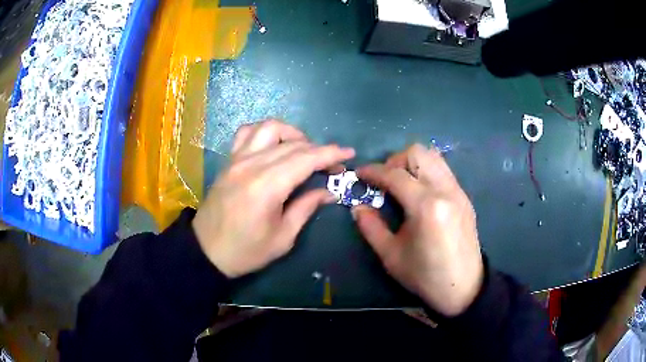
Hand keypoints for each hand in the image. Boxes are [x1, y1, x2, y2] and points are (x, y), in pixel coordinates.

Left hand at [192, 120, 354, 277]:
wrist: (206, 250)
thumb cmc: (246, 251)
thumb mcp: (283, 237)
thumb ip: (306, 207)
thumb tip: (328, 191)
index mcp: (267, 186)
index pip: (306, 158)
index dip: (331, 154)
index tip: (349, 154)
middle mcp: (252, 165)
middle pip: (293, 144)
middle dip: (319, 150)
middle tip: (332, 166)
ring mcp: (237, 159)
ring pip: (270, 128)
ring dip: (293, 134)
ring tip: (303, 151)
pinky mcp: (229, 160)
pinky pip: (247, 132)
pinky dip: (265, 132)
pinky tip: (273, 145)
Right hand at [352, 144, 483, 315]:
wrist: (463, 287)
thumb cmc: (425, 275)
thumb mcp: (391, 255)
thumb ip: (371, 227)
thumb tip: (357, 207)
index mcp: (425, 206)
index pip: (395, 175)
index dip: (373, 171)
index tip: (360, 174)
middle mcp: (445, 190)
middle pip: (418, 153)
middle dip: (395, 161)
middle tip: (385, 181)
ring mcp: (458, 192)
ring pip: (433, 157)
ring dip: (412, 163)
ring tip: (402, 184)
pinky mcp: (464, 197)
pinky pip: (443, 171)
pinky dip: (426, 172)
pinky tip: (419, 194)